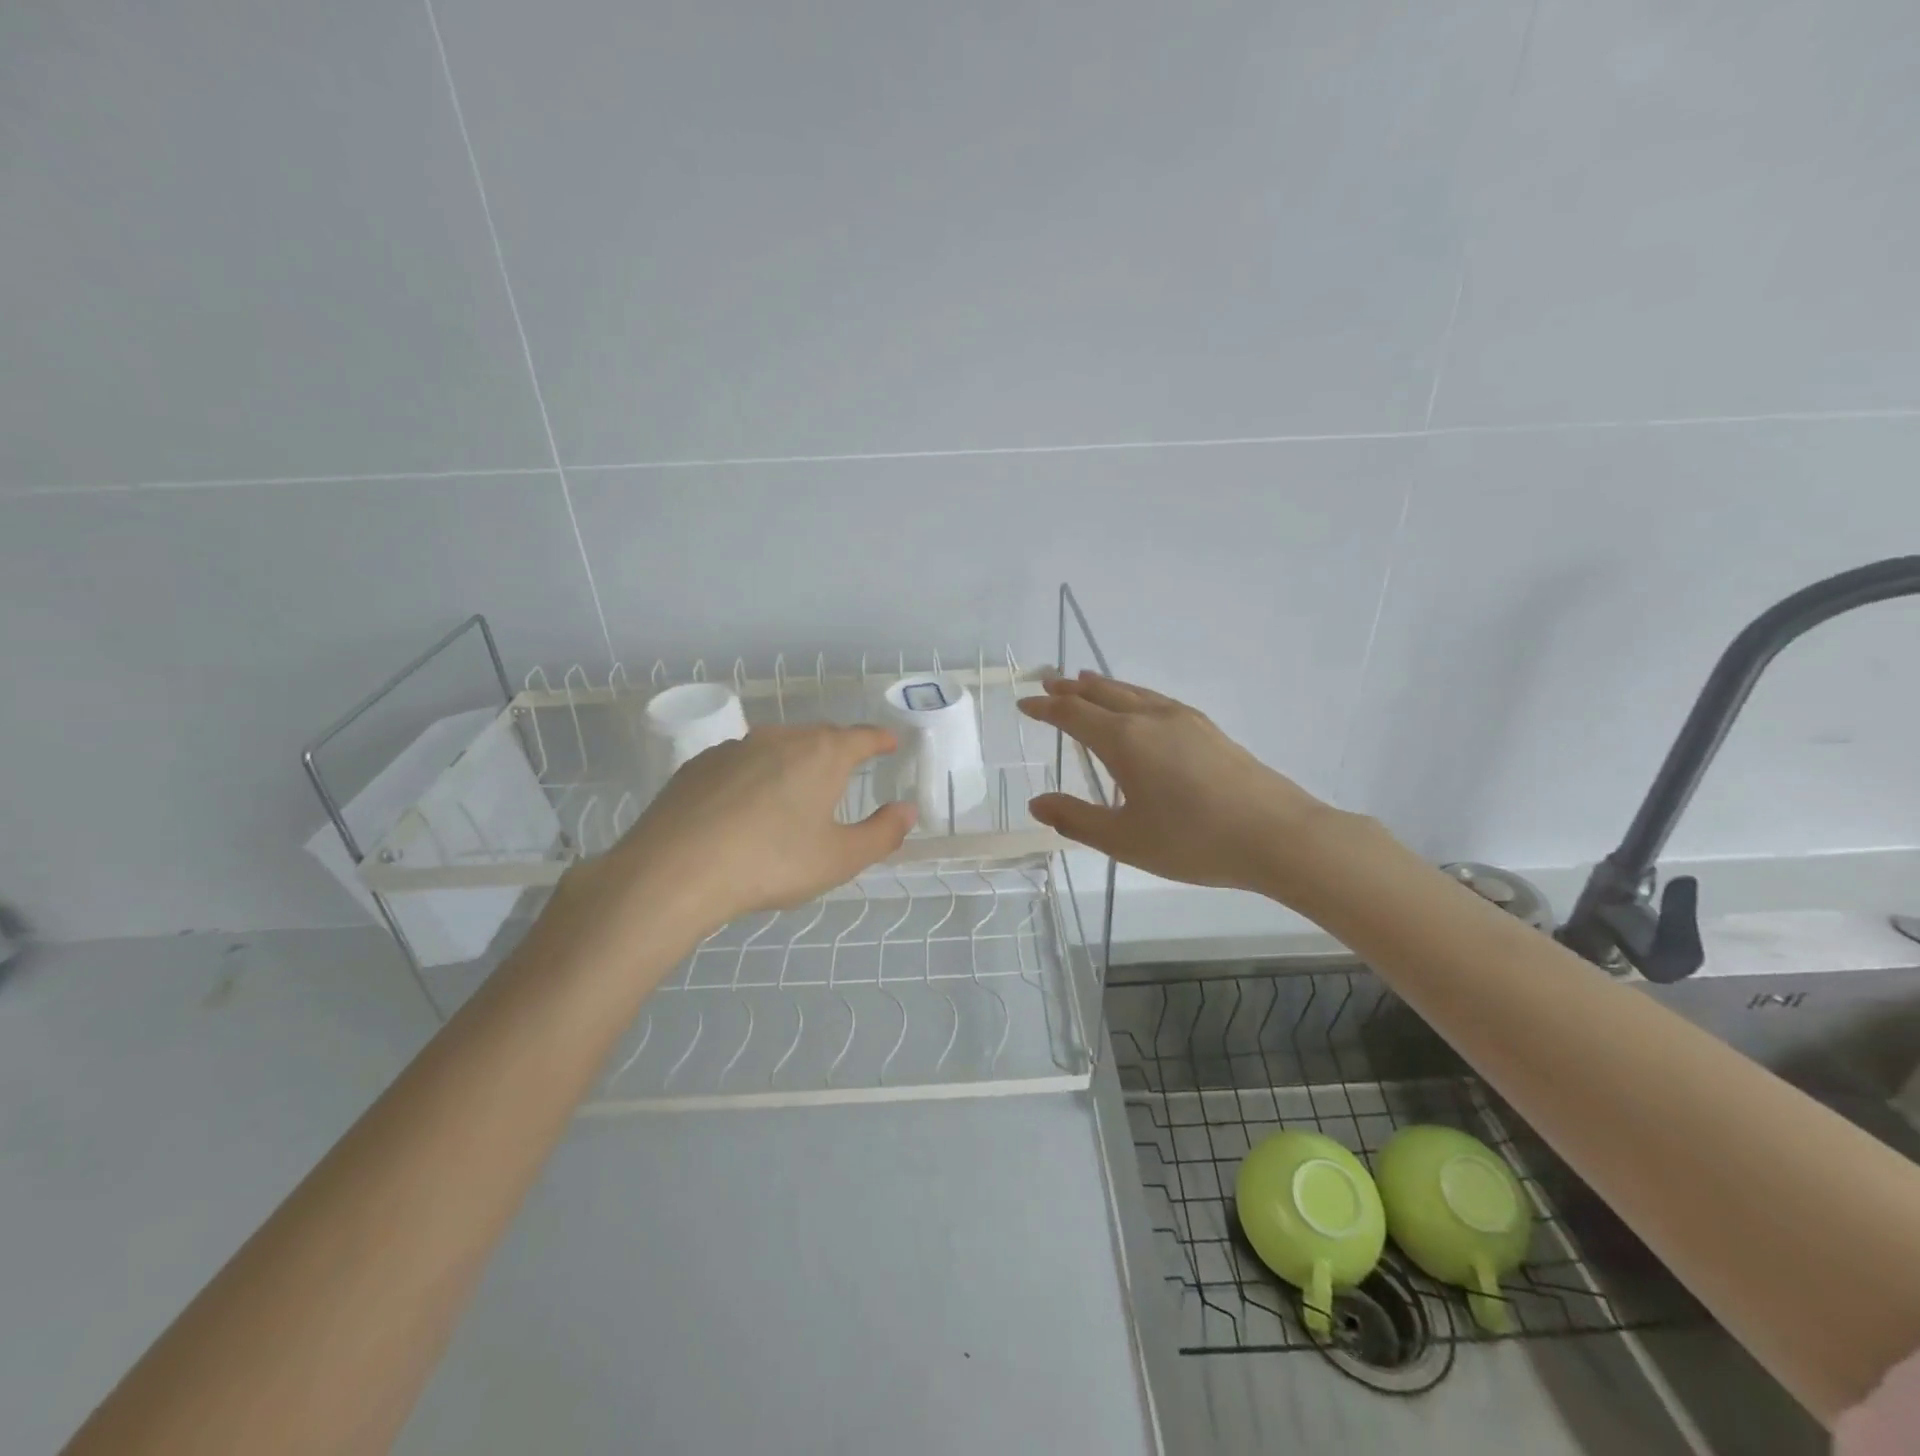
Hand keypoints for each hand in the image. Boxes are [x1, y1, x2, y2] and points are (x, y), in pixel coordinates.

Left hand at [559, 725, 915, 945]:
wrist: (674, 871)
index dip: (880, 740)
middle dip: (838, 750)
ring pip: (777, 746)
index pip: (862, 737)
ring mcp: (735, 747)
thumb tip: (907, 811)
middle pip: (819, 736)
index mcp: (822, 754)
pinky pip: (741, 762)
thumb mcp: (839, 859)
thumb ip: (882, 834)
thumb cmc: (771, 863)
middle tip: (846, 773)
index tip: (890, 743)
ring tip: (795, 792)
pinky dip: (754, 775)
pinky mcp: (699, 765)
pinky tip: (745, 807)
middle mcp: (781, 738)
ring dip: (794, 762)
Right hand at [1017, 672, 1331, 895]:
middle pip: (1103, 693)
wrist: (1276, 835)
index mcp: (1124, 740)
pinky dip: (1132, 695)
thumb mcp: (1124, 840)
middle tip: (1050, 683)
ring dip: (1103, 686)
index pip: (1073, 714)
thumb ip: (1076, 819)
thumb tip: (1037, 803)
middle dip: (1072, 688)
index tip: (1024, 703)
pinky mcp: (1208, 728)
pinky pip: (1156, 699)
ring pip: (1133, 692)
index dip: (1045, 708)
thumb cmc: (1192, 840)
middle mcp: (1151, 718)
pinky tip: (1140, 708)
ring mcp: (1184, 719)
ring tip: (1087, 682)